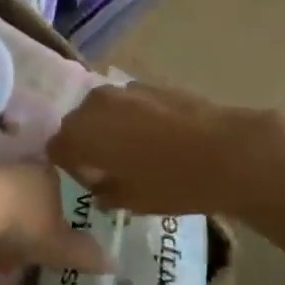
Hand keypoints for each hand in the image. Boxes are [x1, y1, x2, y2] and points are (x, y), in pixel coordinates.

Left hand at [0, 161, 114, 275]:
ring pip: (6, 199)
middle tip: (34, 248)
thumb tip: (113, 263)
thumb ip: (83, 254)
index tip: (61, 233)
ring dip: (7, 225)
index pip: (64, 186)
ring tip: (6, 257)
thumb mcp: (59, 245)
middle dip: (33, 221)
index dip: (64, 211)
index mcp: (51, 174)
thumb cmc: (23, 221)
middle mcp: (22, 166)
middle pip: (33, 193)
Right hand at [47, 82, 284, 216]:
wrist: (228, 151)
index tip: (92, 183)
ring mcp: (124, 90)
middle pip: (77, 124)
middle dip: (87, 145)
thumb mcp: (132, 200)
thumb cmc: (172, 182)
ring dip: (110, 129)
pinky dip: (133, 118)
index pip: (56, 149)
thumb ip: (105, 193)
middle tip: (110, 169)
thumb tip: (99, 189)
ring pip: (103, 111)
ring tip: (135, 152)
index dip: (71, 168)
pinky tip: (157, 138)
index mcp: (80, 133)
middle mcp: (94, 104)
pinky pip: (129, 104)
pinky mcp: (152, 84)